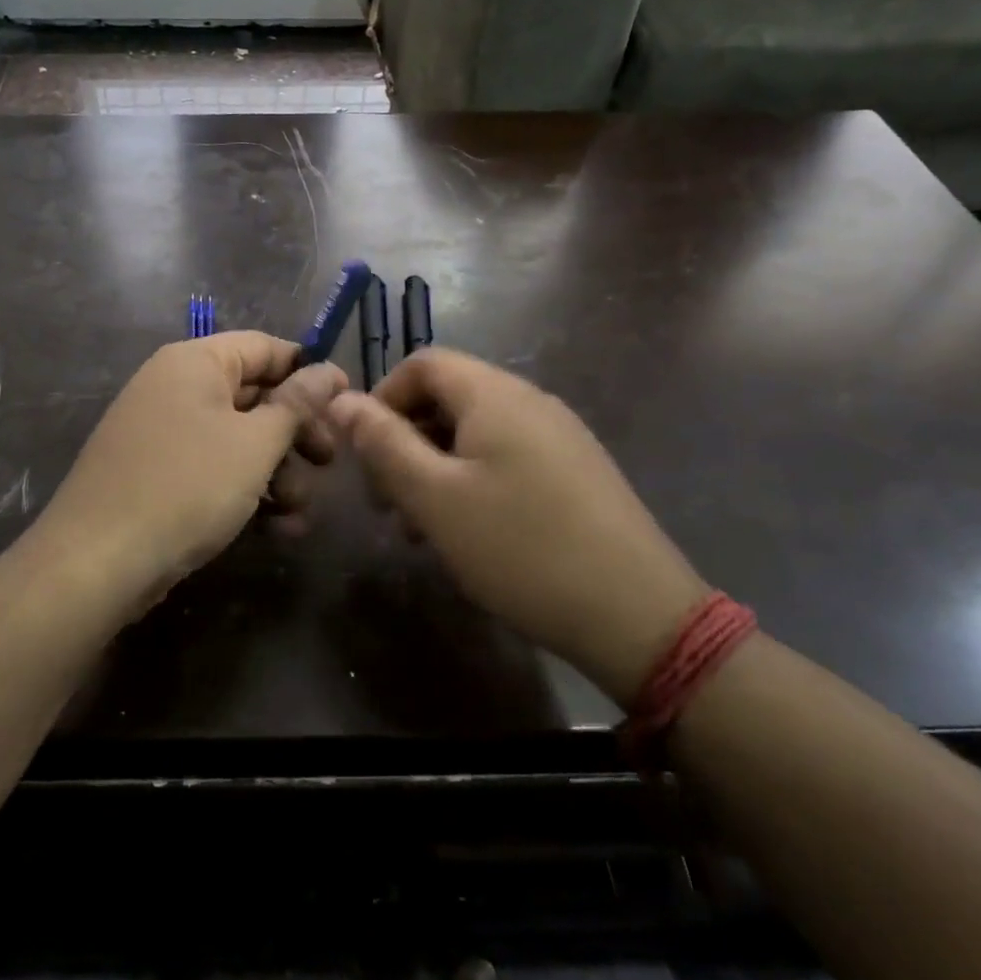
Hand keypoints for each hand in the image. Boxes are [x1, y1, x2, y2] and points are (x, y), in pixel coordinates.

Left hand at [35, 334, 345, 604]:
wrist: (97, 561)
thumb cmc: (187, 486)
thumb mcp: (254, 443)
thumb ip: (296, 404)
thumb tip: (329, 370)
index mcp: (194, 362)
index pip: (264, 347)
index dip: (308, 371)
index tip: (346, 401)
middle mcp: (175, 387)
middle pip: (253, 395)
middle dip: (296, 433)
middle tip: (328, 463)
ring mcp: (163, 432)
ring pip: (237, 439)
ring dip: (277, 472)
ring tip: (299, 513)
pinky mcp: (157, 474)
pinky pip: (213, 468)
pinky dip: (245, 490)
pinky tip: (276, 528)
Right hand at [329, 349, 709, 706]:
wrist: (639, 615)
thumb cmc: (521, 549)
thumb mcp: (435, 498)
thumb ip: (383, 443)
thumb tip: (341, 400)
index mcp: (495, 395)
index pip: (423, 363)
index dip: (382, 398)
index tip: (364, 453)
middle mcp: (530, 401)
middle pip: (448, 398)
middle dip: (404, 440)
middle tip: (385, 502)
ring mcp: (559, 436)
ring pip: (475, 433)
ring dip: (434, 467)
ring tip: (419, 528)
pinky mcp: (576, 471)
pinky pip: (507, 457)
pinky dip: (471, 481)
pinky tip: (468, 533)